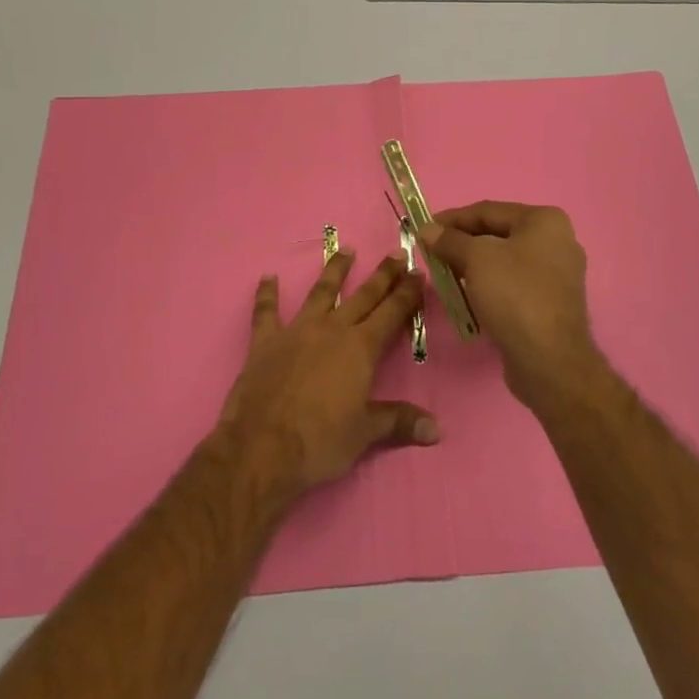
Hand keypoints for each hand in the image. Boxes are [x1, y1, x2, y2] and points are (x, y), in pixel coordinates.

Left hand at [220, 250, 438, 492]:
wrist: (262, 448)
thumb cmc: (320, 442)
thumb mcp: (365, 433)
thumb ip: (399, 422)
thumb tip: (436, 429)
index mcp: (360, 348)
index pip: (391, 313)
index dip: (407, 294)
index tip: (418, 273)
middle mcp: (332, 330)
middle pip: (363, 296)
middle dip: (383, 275)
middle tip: (396, 253)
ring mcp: (297, 331)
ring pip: (320, 292)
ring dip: (334, 270)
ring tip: (346, 250)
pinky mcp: (265, 342)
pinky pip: (266, 312)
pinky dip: (267, 294)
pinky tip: (268, 278)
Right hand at [420, 202, 600, 411]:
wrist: (549, 360)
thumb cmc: (514, 294)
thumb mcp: (476, 258)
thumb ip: (450, 240)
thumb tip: (426, 229)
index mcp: (544, 220)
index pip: (488, 210)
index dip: (452, 218)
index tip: (423, 229)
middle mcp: (556, 241)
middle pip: (497, 234)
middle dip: (462, 243)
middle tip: (431, 254)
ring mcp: (557, 274)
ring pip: (504, 261)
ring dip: (473, 266)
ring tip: (445, 275)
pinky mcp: (551, 303)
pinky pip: (513, 284)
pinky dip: (489, 286)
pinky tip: (467, 296)